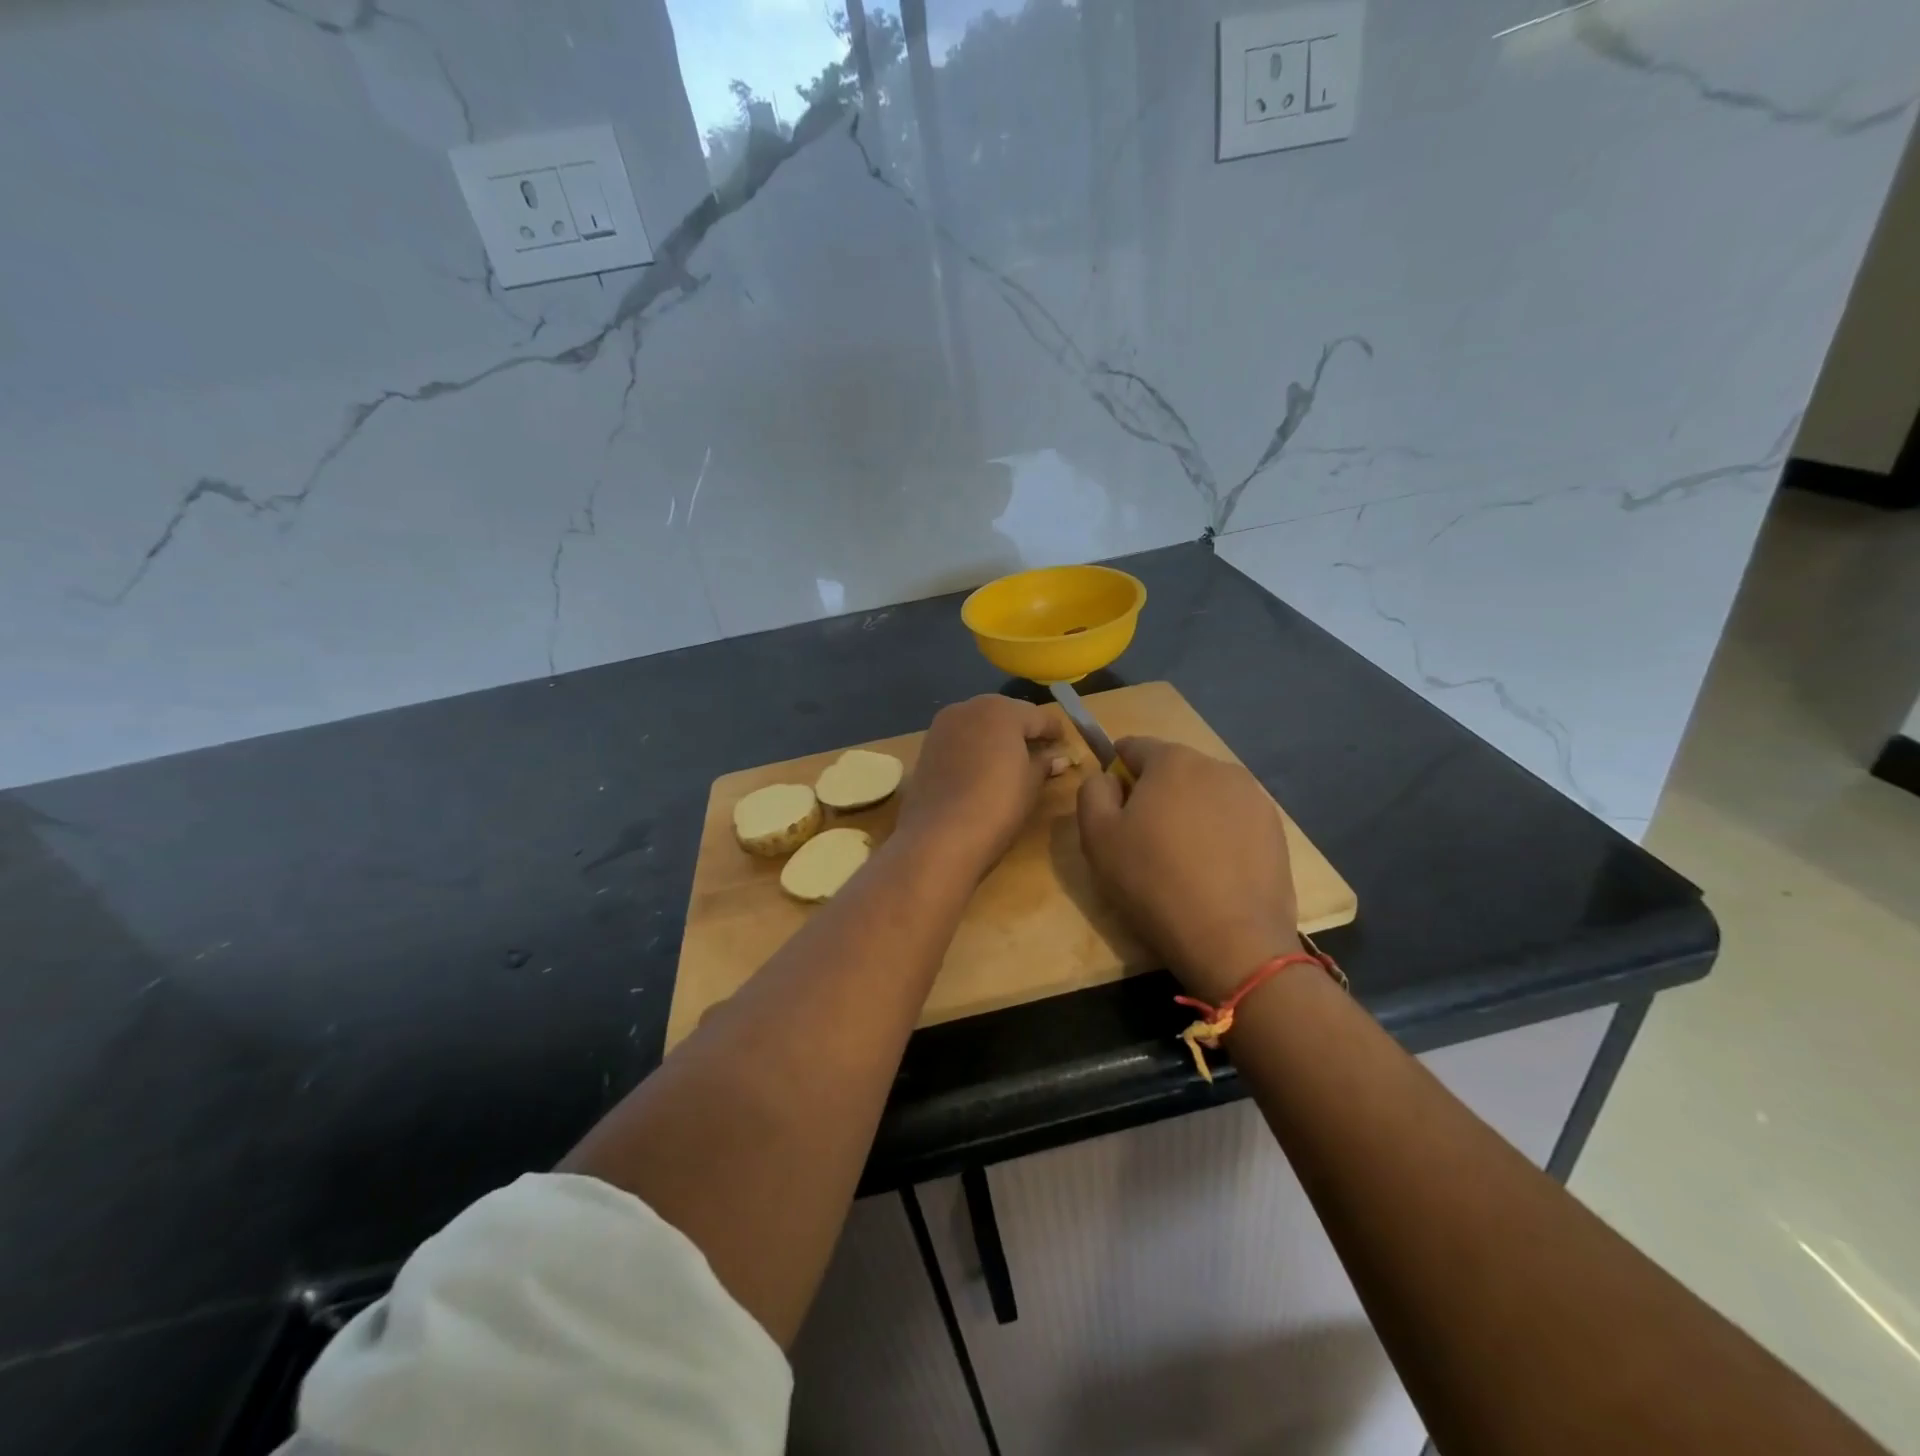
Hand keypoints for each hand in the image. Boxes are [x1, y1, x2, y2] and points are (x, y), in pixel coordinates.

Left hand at [896, 694, 1064, 878]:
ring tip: (1011, 762)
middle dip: (1023, 730)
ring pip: (979, 724)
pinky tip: (981, 769)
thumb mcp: (1030, 785)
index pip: (1039, 716)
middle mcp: (970, 708)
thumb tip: (1058, 758)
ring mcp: (943, 726)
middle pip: (1006, 714)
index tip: (1065, 746)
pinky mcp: (926, 747)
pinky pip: (960, 739)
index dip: (1055, 732)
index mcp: (1002, 711)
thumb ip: (1044, 764)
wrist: (939, 836)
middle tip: (1040, 752)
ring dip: (996, 738)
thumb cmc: (997, 805)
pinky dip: (974, 748)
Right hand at [1077, 737, 1299, 1001]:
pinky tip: (1212, 872)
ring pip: (1205, 795)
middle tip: (1143, 841)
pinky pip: (1233, 820)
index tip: (1113, 810)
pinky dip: (1218, 835)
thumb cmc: (1153, 882)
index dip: (1116, 773)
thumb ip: (1093, 791)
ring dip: (1189, 814)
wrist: (1232, 940)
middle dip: (1154, 793)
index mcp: (1172, 760)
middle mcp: (1218, 766)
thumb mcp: (1097, 836)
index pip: (1133, 747)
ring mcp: (1253, 797)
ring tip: (1182, 860)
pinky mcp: (1275, 830)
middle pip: (1172, 770)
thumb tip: (1108, 779)